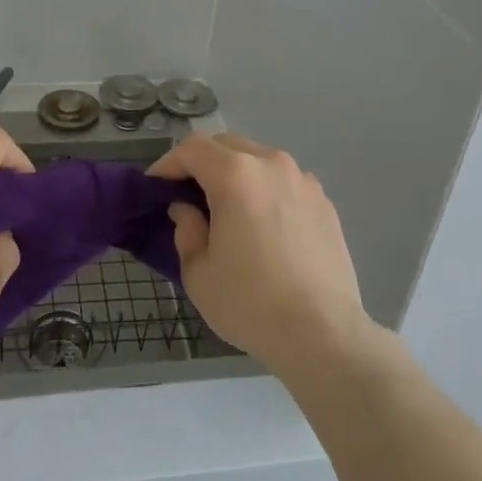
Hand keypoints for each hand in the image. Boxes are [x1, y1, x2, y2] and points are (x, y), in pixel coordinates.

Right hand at [149, 132, 372, 379]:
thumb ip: (186, 230)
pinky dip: (265, 190)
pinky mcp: (324, 201)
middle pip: (227, 146)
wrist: (323, 334)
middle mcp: (271, 165)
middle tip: (188, 196)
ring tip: (228, 210)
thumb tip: (187, 209)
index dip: (168, 163)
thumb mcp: (199, 273)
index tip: (157, 187)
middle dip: (202, 163)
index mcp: (236, 175)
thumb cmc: (251, 303)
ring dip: (236, 174)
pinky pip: (284, 182)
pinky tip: (264, 226)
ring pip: (258, 160)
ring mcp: (303, 180)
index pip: (192, 149)